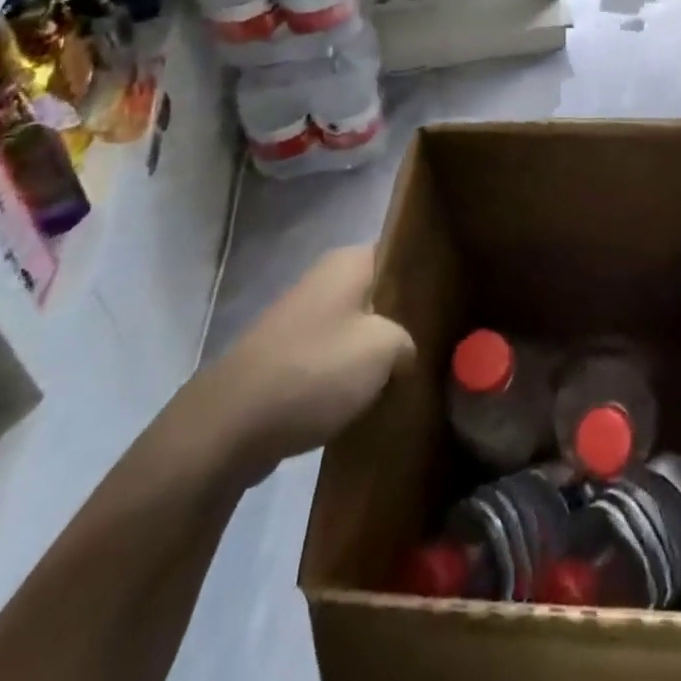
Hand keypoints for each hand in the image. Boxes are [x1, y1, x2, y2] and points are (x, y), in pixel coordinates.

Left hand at [200, 245, 413, 485]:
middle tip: (437, 343)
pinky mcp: (286, 357)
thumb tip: (406, 353)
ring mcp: (302, 318)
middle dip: (403, 318)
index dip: (426, 275)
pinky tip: (371, 399)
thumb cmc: (315, 370)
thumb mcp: (384, 348)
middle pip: (380, 293)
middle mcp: (325, 279)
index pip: (400, 254)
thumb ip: (408, 340)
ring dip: (376, 351)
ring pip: (357, 328)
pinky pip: (332, 358)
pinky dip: (349, 376)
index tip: (450, 302)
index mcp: (349, 262)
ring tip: (410, 374)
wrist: (230, 426)